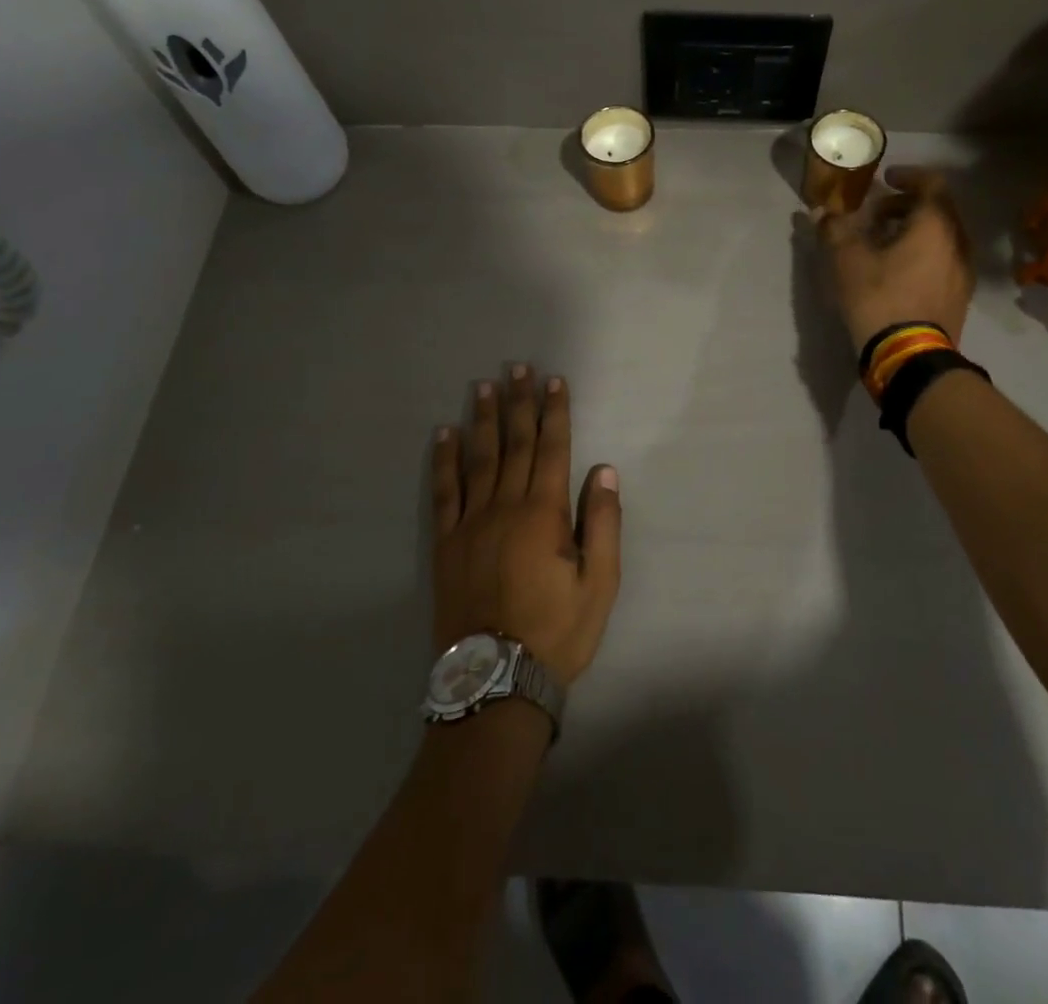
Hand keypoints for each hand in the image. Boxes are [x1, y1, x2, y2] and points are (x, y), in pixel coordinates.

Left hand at [431, 366, 621, 687]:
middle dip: (518, 403)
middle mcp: (505, 506)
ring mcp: (470, 522)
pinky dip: (444, 460)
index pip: (551, 449)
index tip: (554, 381)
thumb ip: (602, 523)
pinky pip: (444, 491)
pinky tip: (444, 435)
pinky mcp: (446, 543)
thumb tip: (603, 470)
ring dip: (482, 419)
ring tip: (483, 387)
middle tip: (517, 368)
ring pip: (478, 458)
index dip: (554, 412)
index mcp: (543, 513)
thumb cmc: (556, 632)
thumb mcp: (600, 584)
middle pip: (513, 443)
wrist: (495, 680)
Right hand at [815, 167, 973, 349]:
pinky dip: (922, 253)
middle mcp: (958, 242)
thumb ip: (834, 229)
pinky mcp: (959, 295)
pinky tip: (897, 271)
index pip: (931, 183)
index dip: (907, 176)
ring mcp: (963, 271)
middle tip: (875, 215)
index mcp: (936, 225)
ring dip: (913, 231)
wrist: (910, 358)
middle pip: (937, 210)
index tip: (885, 179)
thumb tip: (820, 212)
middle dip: (905, 206)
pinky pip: (943, 259)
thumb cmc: (880, 299)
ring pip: (941, 236)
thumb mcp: (847, 261)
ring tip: (882, 243)